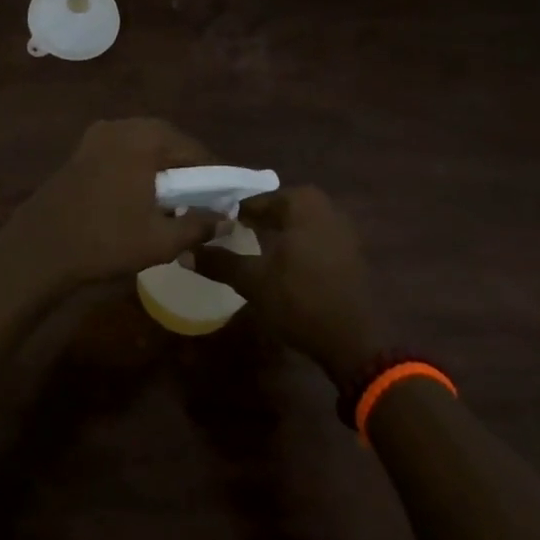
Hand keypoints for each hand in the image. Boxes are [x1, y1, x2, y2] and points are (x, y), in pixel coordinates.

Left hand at [0, 118, 221, 290]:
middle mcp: (122, 126)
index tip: (227, 198)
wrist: (40, 248)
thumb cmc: (105, 241)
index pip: (194, 150)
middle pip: (168, 142)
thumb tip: (227, 220)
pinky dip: (138, 167)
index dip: (215, 175)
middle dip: (187, 169)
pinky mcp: (81, 151)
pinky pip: (121, 151)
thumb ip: (199, 226)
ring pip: (144, 145)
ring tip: (174, 199)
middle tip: (202, 199)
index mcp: (145, 139)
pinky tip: (141, 195)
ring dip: (162, 167)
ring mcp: (97, 136)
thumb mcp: (161, 240)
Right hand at [196, 186, 383, 387]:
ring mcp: (345, 231)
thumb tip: (185, 253)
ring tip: (258, 247)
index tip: (218, 223)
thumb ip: (220, 263)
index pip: (260, 198)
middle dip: (262, 216)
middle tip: (238, 231)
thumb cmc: (300, 301)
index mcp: (303, 205)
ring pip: (303, 221)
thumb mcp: (253, 281)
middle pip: (285, 205)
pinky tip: (285, 265)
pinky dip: (300, 243)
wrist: (354, 341)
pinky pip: (318, 237)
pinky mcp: (353, 254)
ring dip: (282, 229)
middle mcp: (327, 209)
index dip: (237, 212)